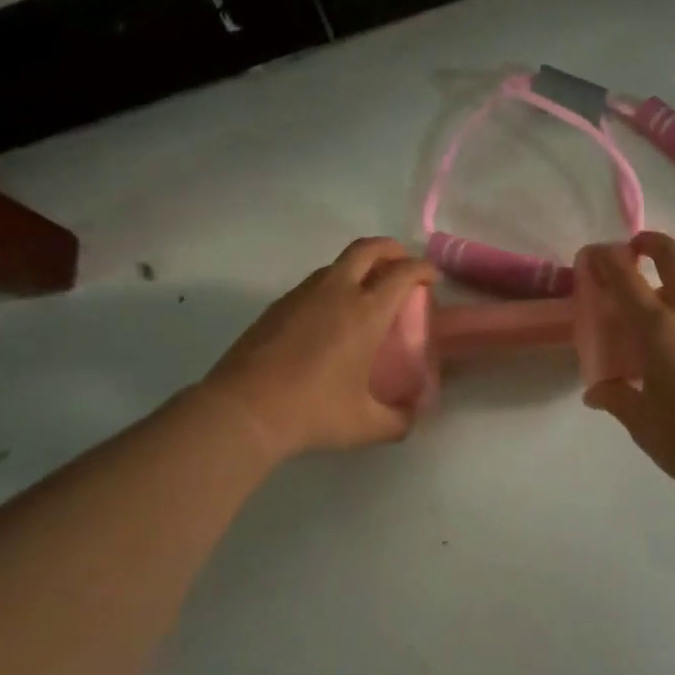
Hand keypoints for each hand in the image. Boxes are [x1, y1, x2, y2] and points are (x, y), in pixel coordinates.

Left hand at [198, 238, 435, 459]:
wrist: (243, 410)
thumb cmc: (312, 412)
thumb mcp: (365, 425)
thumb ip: (398, 420)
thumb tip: (414, 415)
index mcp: (366, 312)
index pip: (403, 272)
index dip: (423, 269)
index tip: (432, 279)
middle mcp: (337, 291)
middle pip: (369, 248)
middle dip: (392, 250)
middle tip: (402, 268)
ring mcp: (303, 294)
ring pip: (338, 263)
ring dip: (360, 267)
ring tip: (367, 294)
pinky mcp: (278, 305)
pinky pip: (315, 282)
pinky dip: (334, 286)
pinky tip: (331, 318)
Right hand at [579, 233, 674, 493]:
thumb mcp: (644, 424)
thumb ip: (617, 398)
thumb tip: (596, 392)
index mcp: (659, 328)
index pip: (625, 277)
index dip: (605, 259)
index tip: (592, 254)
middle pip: (674, 256)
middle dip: (651, 243)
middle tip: (634, 251)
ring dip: (672, 288)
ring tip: (656, 324)